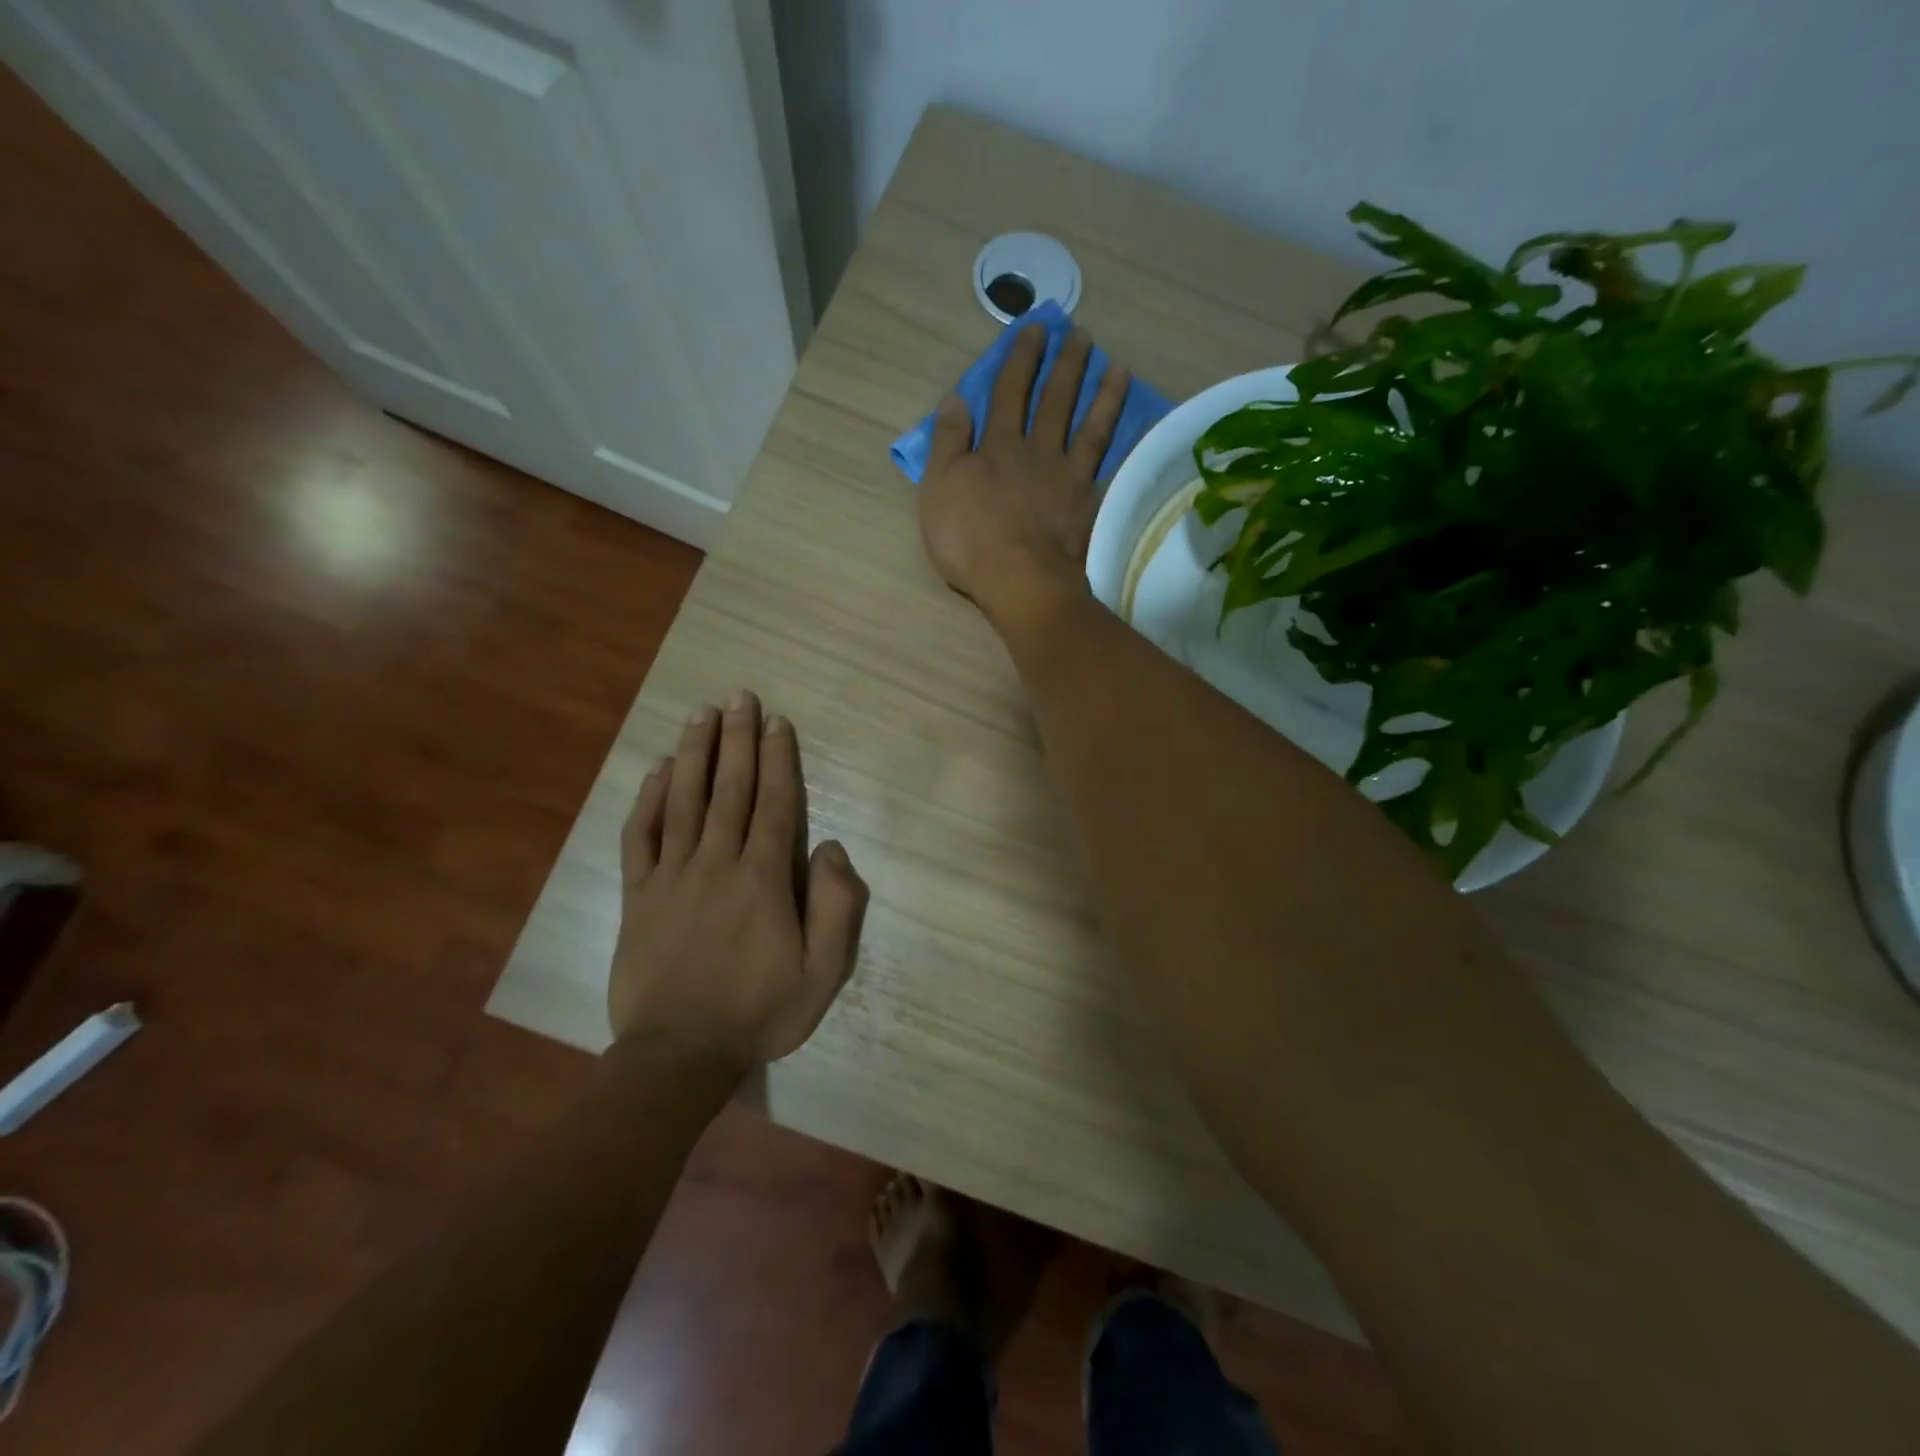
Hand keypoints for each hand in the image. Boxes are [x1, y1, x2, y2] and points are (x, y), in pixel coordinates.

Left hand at [610, 690, 868, 1073]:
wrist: (679, 1055)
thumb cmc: (759, 1012)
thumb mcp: (823, 972)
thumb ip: (836, 906)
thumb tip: (829, 847)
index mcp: (762, 879)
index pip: (774, 804)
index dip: (777, 759)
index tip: (777, 722)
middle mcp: (716, 863)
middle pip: (729, 789)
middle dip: (737, 739)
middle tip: (739, 696)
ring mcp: (671, 877)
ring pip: (684, 801)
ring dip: (694, 754)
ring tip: (701, 715)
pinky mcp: (637, 895)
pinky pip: (640, 837)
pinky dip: (647, 800)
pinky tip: (656, 771)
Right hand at [918, 325, 1129, 619]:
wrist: (1020, 579)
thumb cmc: (969, 538)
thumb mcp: (938, 488)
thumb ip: (947, 442)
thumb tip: (955, 398)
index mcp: (997, 446)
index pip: (1009, 393)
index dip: (1020, 359)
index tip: (1034, 328)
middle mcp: (1037, 451)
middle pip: (1053, 400)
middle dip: (1064, 364)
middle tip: (1080, 334)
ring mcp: (1067, 477)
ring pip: (1087, 426)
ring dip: (1100, 394)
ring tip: (1116, 367)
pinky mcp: (1088, 503)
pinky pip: (1108, 464)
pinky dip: (1120, 442)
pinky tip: (1134, 427)